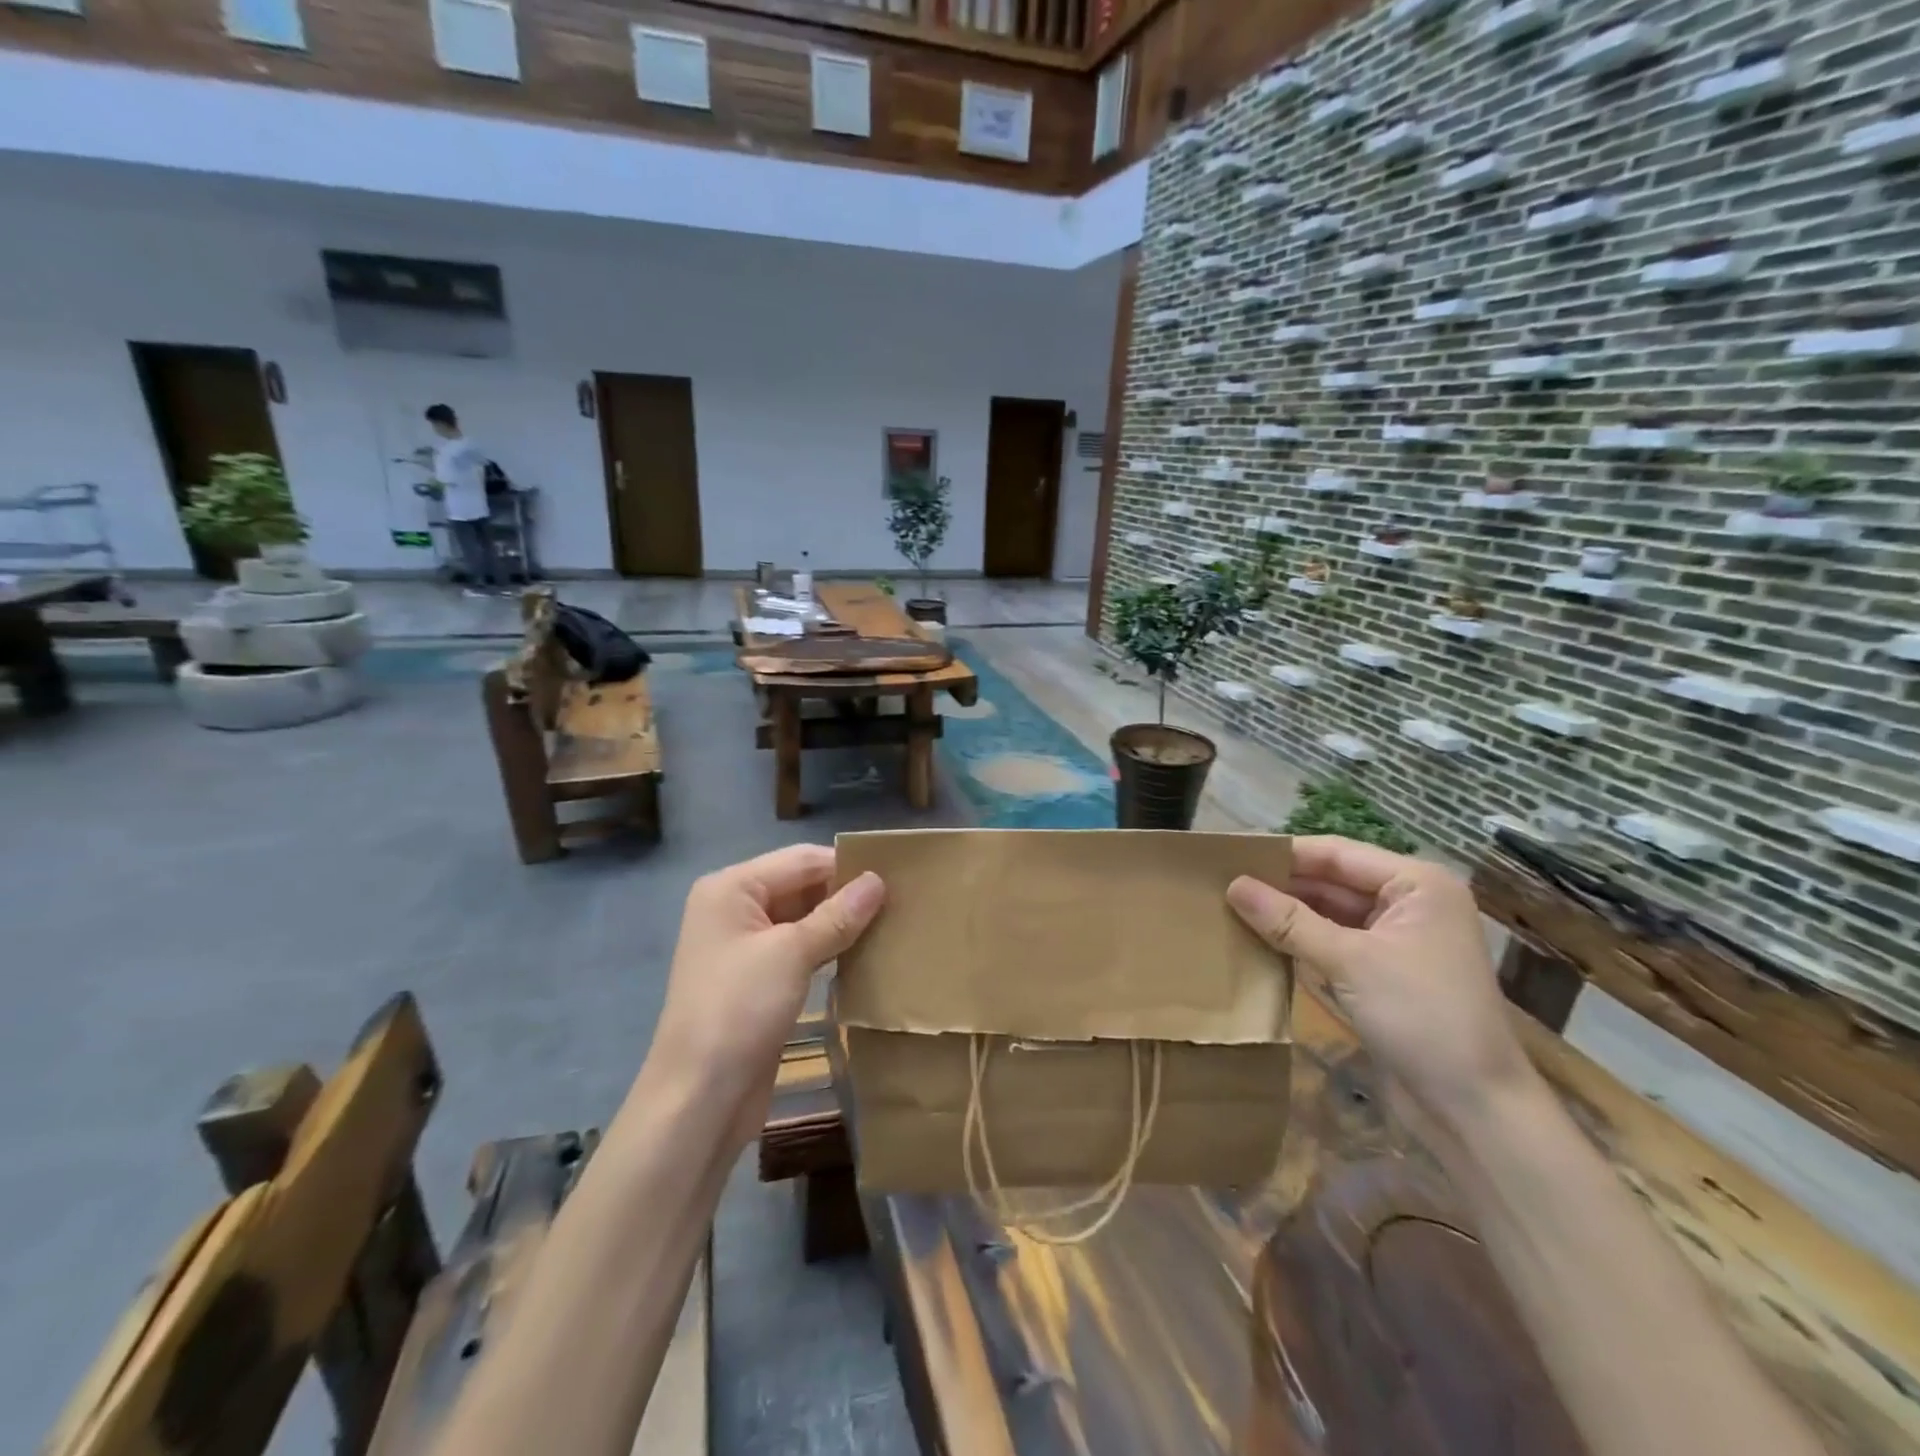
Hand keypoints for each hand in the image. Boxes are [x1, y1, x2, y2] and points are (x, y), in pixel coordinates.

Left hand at [650, 845, 884, 1147]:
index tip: (897, 875)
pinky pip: (800, 950)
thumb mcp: (792, 953)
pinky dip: (829, 948)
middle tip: (901, 901)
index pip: (801, 860)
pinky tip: (865, 953)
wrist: (699, 1098)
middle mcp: (734, 909)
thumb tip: (878, 881)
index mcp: (732, 888)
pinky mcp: (758, 980)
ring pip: (803, 919)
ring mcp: (745, 947)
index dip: (846, 865)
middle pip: (801, 886)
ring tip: (892, 923)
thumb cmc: (739, 1010)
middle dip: (846, 894)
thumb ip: (838, 914)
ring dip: (841, 922)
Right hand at [1227, 836, 1534, 1125]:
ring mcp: (1396, 940)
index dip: (1283, 854)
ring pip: (1328, 913)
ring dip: (1286, 914)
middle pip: (1332, 881)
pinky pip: (1333, 943)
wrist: (1475, 1110)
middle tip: (1221, 885)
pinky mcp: (1383, 973)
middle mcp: (1408, 904)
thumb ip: (1288, 921)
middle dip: (1281, 885)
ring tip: (1229, 908)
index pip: (1335, 854)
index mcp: (1416, 884)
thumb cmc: (1421, 1017)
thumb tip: (1233, 886)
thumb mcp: (1349, 962)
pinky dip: (1300, 942)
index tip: (1229, 856)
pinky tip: (1258, 941)